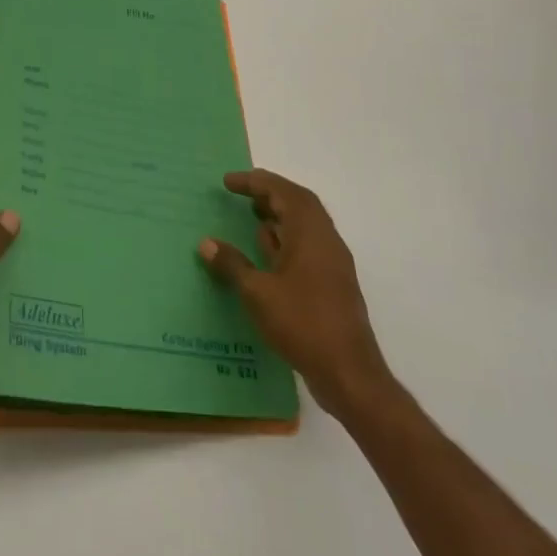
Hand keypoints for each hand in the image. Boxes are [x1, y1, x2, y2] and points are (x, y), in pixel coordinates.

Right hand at [198, 169, 397, 423]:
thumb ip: (232, 264)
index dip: (255, 182)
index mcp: (311, 234)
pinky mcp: (332, 285)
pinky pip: (307, 247)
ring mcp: (332, 264)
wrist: (349, 373)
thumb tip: (207, 243)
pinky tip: (266, 255)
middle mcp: (326, 241)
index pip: (284, 192)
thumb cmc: (302, 323)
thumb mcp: (257, 293)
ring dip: (279, 216)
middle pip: (299, 204)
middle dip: (270, 193)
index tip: (228, 182)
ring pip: (305, 226)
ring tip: (251, 218)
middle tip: (241, 194)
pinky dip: (285, 240)